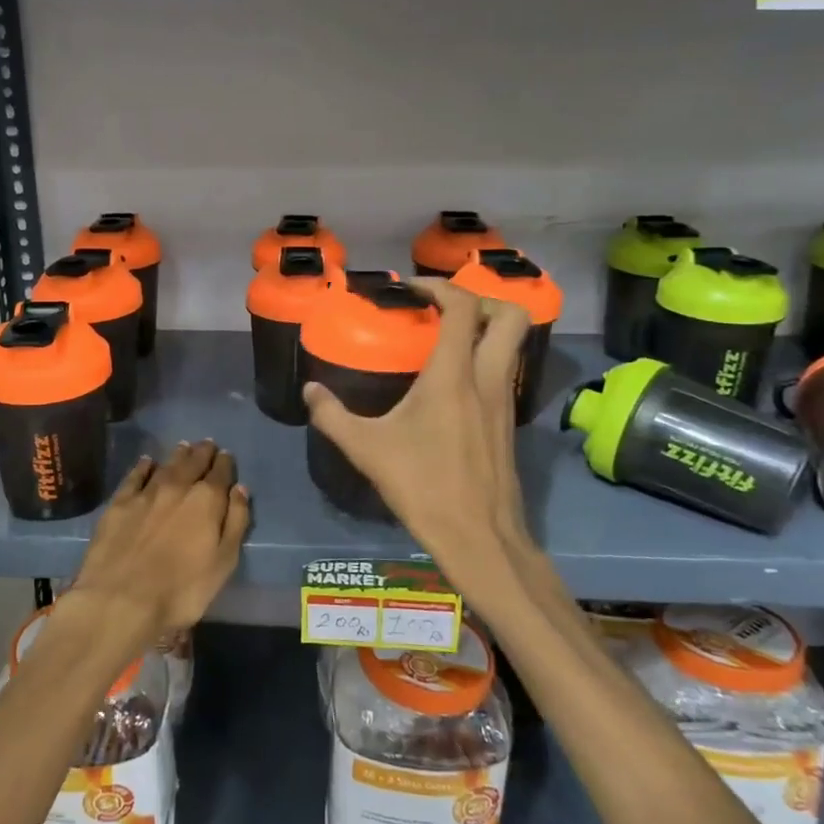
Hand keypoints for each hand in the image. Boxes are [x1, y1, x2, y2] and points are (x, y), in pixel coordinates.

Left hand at [64, 442, 249, 645]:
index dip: (225, 463)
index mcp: (206, 500)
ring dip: (177, 455)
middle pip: (193, 462)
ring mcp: (146, 493)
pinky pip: (134, 476)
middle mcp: (178, 487)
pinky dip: (143, 466)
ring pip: (166, 465)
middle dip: (202, 452)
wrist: (121, 599)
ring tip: (184, 447)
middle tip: (207, 444)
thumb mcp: (223, 563)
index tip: (226, 455)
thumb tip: (240, 489)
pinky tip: (147, 462)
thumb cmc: (181, 590)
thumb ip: (235, 522)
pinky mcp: (119, 503)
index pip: (220, 473)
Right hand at [302, 281, 535, 613]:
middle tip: (445, 309)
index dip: (439, 287)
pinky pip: (506, 370)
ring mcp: (505, 400)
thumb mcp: (366, 449)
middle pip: (511, 315)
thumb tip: (309, 391)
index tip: (411, 289)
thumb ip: (332, 415)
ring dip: (487, 329)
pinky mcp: (509, 421)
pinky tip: (454, 383)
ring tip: (446, 339)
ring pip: (514, 344)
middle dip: (481, 299)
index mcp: (454, 375)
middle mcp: (488, 378)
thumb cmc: (422, 486)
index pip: (463, 307)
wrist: (479, 536)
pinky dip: (486, 358)